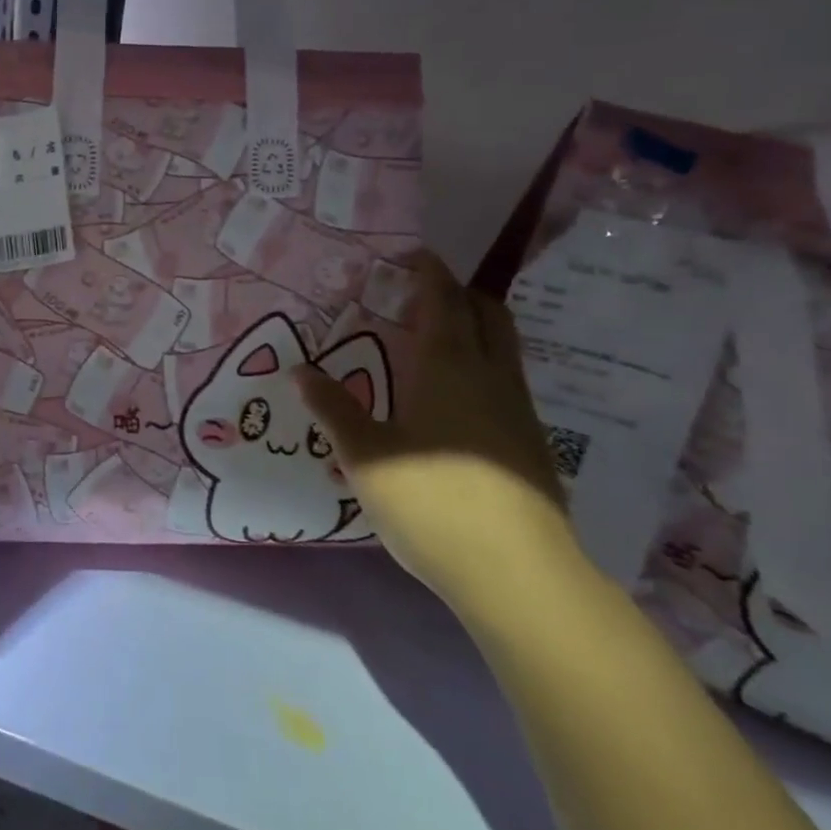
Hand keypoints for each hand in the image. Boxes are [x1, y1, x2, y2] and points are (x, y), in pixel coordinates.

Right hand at [298, 252, 573, 607]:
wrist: (517, 574)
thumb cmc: (431, 502)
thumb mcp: (365, 455)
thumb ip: (333, 409)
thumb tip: (300, 371)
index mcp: (449, 367)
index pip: (443, 301)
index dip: (429, 273)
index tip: (412, 255)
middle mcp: (491, 377)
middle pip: (488, 314)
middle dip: (460, 293)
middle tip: (423, 293)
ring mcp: (518, 411)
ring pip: (504, 348)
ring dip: (475, 329)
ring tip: (434, 340)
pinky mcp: (530, 444)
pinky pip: (506, 382)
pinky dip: (482, 367)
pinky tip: (453, 398)